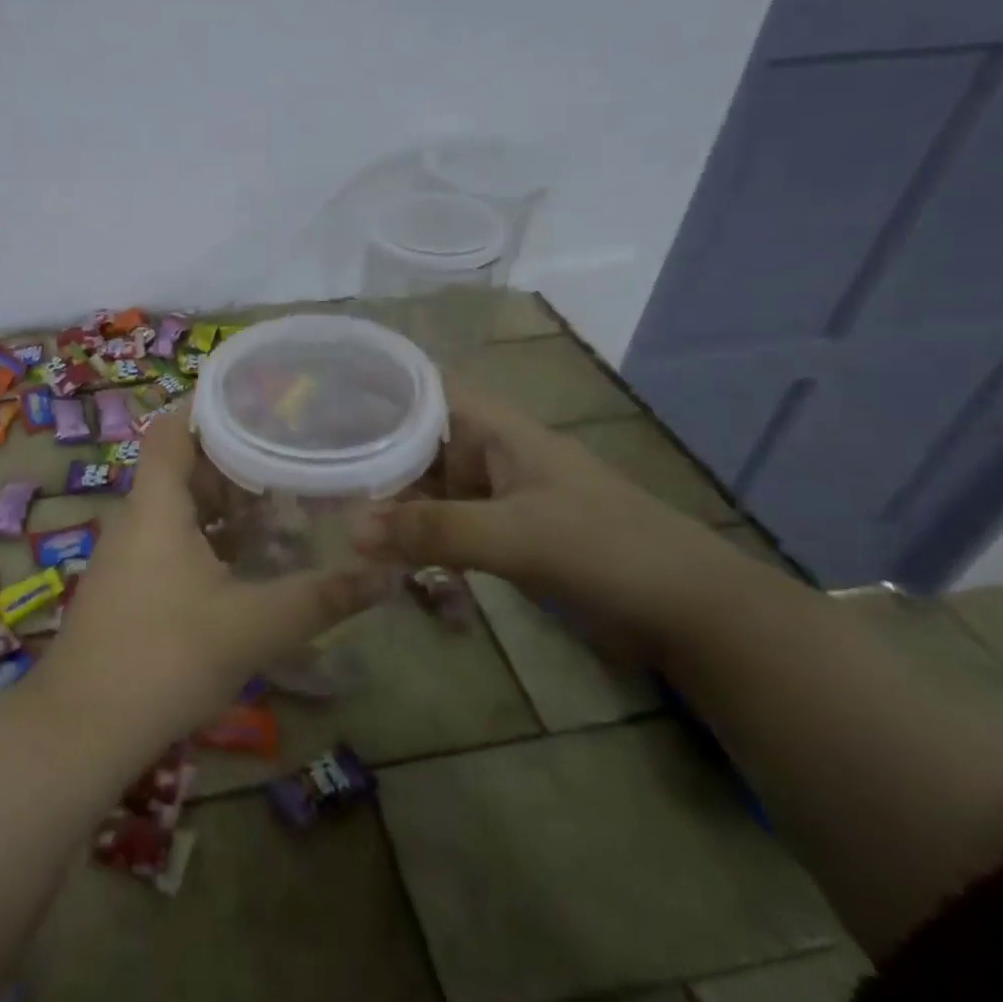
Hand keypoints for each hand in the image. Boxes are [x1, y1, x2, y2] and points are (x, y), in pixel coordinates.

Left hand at [35, 414, 394, 741]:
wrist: (82, 728)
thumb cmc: (166, 657)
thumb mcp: (253, 626)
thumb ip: (319, 599)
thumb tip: (383, 576)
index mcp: (157, 504)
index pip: (173, 429)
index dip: (208, 406)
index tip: (258, 400)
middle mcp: (137, 517)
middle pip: (182, 465)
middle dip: (233, 459)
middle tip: (288, 455)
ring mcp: (128, 553)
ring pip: (178, 506)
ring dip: (223, 503)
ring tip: (280, 502)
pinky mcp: (129, 585)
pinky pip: (171, 539)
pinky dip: (208, 536)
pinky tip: (246, 560)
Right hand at [354, 390, 736, 660]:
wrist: (691, 615)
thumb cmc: (607, 549)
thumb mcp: (516, 535)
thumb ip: (434, 530)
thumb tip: (349, 528)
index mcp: (498, 430)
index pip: (428, 390)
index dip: (381, 387)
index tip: (325, 399)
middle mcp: (492, 455)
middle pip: (420, 441)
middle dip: (372, 452)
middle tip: (312, 464)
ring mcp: (498, 499)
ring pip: (430, 489)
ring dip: (391, 501)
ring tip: (329, 508)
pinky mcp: (504, 538)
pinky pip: (447, 528)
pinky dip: (417, 537)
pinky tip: (380, 552)